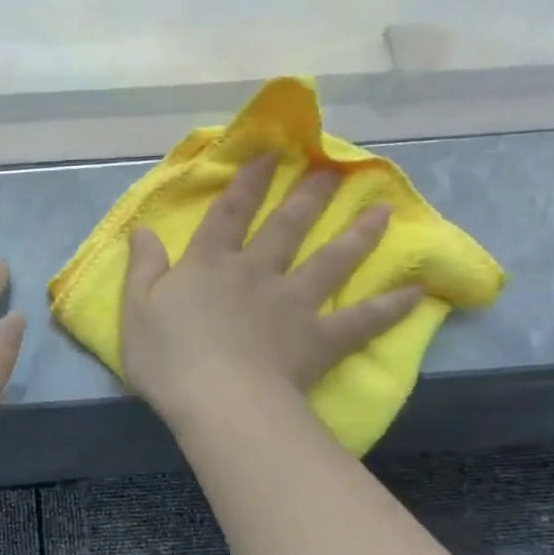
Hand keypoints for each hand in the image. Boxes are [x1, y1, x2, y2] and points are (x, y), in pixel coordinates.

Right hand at [121, 154, 421, 431]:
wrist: (218, 401)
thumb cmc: (168, 359)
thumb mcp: (137, 311)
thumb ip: (142, 269)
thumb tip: (142, 229)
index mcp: (210, 265)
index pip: (230, 213)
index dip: (249, 181)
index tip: (273, 154)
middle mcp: (256, 273)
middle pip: (287, 227)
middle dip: (309, 195)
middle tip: (335, 169)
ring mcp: (293, 303)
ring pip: (331, 261)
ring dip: (358, 235)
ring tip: (383, 210)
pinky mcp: (319, 338)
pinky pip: (360, 320)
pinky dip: (389, 308)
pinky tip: (416, 293)